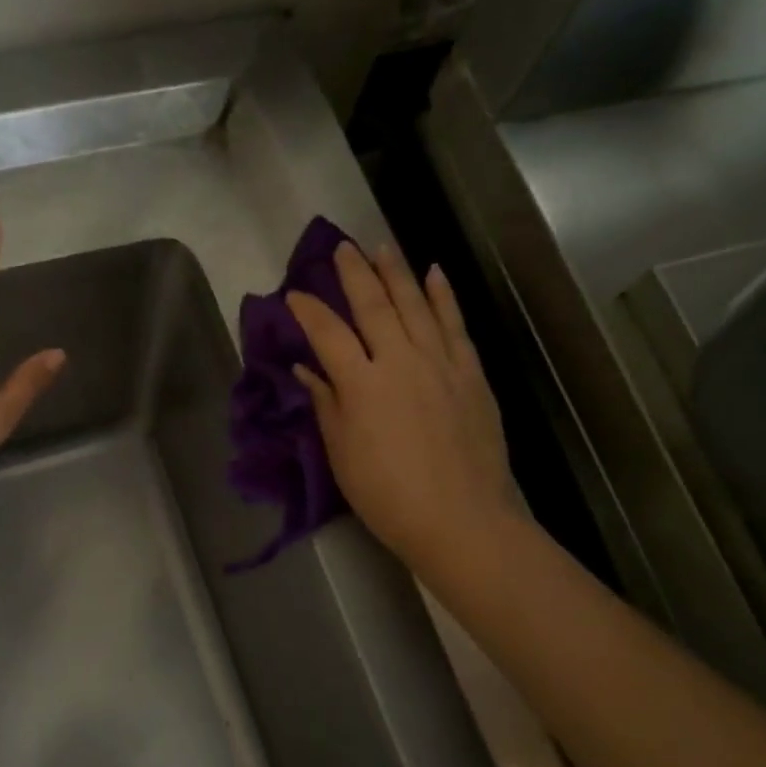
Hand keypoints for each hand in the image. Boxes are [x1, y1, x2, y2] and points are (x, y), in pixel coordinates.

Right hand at [287, 242, 514, 571]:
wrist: (461, 519)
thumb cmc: (388, 496)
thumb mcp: (342, 454)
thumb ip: (326, 404)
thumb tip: (307, 369)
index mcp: (362, 383)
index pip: (328, 333)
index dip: (308, 311)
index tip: (294, 295)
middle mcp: (400, 360)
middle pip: (373, 305)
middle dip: (354, 273)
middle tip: (341, 248)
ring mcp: (440, 362)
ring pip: (416, 304)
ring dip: (397, 272)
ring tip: (382, 247)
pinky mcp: (471, 373)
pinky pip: (455, 324)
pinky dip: (444, 296)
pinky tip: (435, 274)